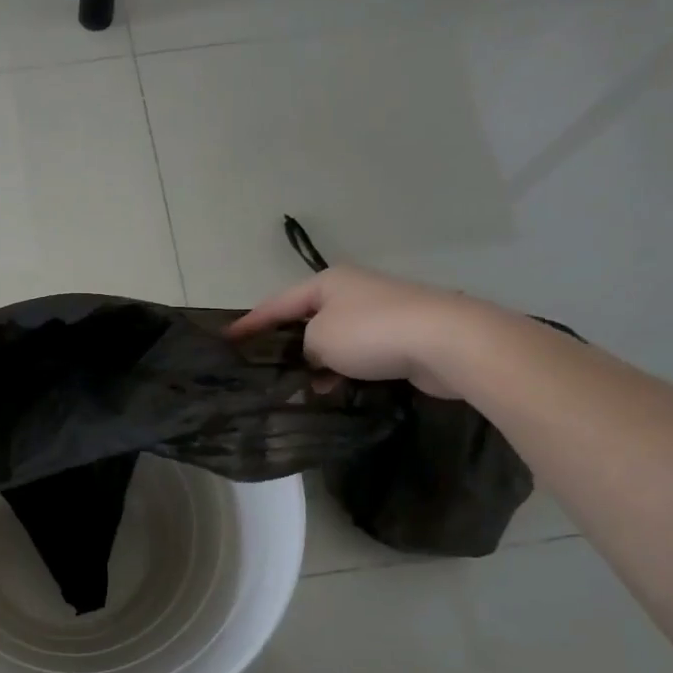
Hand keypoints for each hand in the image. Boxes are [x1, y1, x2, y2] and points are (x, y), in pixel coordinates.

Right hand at [228, 265, 498, 398]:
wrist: (445, 342)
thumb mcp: (319, 338)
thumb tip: (314, 358)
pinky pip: (358, 354)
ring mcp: (378, 313)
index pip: (276, 303)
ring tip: (297, 388)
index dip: (249, 323)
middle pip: (305, 319)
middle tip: (260, 368)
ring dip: (315, 363)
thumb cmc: (371, 332)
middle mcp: (351, 292)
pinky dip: (343, 370)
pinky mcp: (399, 337)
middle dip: (284, 344)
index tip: (226, 339)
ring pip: (332, 340)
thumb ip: (303, 347)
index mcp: (327, 282)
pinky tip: (334, 390)